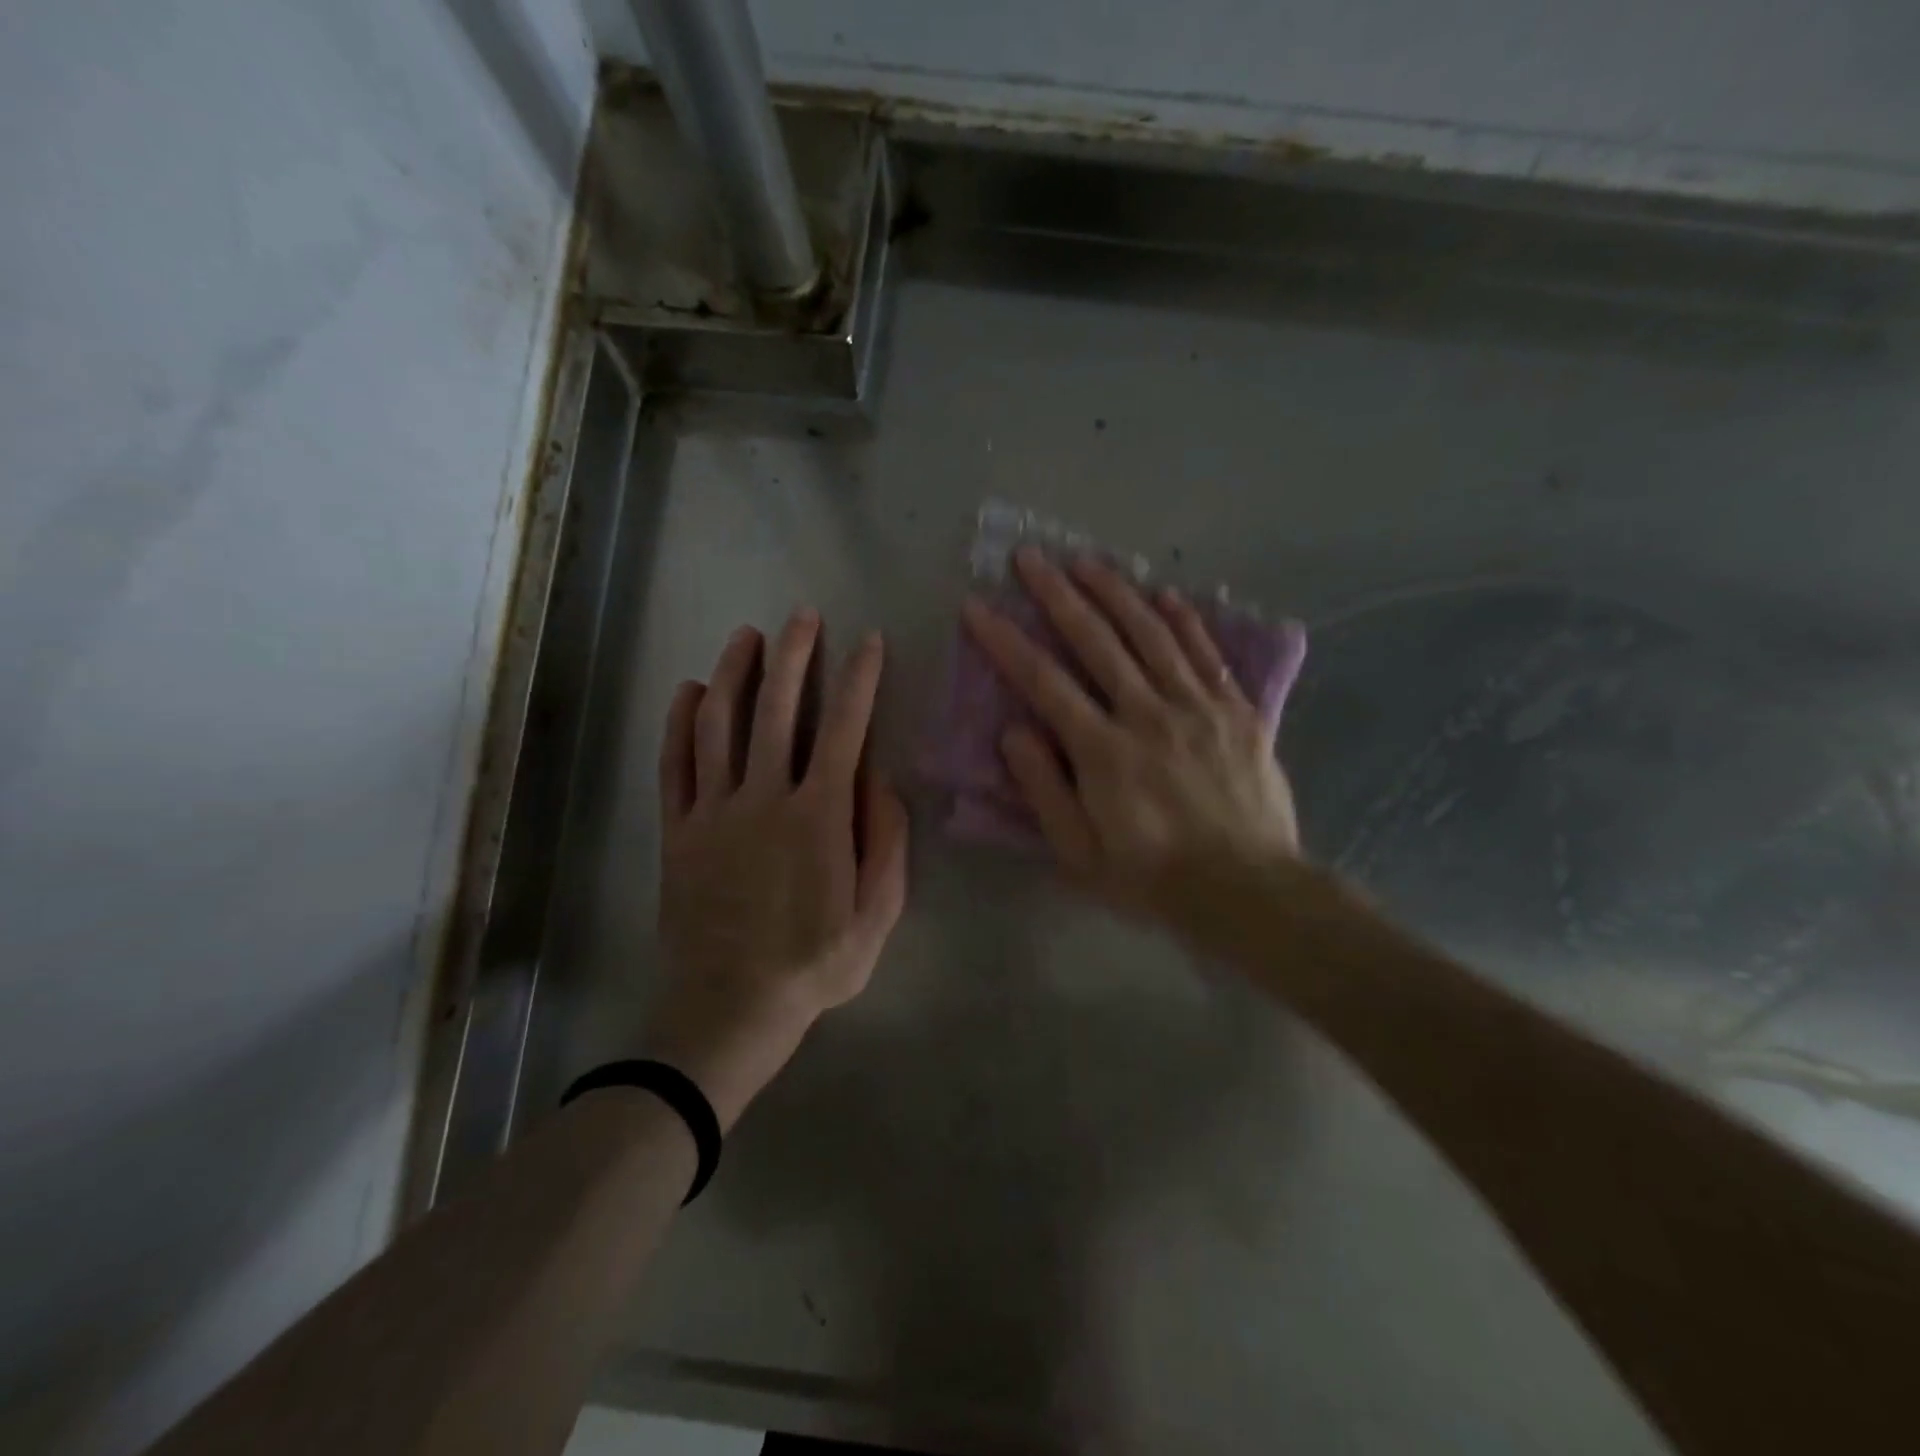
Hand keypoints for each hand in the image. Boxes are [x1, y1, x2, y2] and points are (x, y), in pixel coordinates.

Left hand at [651, 611, 908, 1129]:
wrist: (727, 1011)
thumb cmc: (813, 965)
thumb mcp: (877, 916)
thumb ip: (887, 843)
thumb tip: (881, 779)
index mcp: (818, 817)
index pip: (844, 729)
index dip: (858, 679)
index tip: (868, 641)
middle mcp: (763, 799)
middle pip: (776, 710)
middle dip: (793, 656)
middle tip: (801, 615)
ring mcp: (713, 812)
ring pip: (720, 725)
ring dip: (734, 673)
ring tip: (746, 635)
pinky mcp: (678, 831)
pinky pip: (674, 765)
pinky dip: (679, 723)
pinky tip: (688, 690)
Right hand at [963, 549, 1299, 938]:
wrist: (1248, 892)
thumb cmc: (1153, 879)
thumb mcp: (1079, 854)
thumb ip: (1044, 790)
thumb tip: (1014, 731)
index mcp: (1103, 752)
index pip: (1044, 682)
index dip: (1006, 641)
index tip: (978, 607)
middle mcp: (1148, 715)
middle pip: (1097, 641)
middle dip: (1057, 595)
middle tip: (1030, 557)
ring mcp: (1197, 707)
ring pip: (1151, 635)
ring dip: (1116, 592)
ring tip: (1086, 560)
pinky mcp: (1237, 711)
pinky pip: (1207, 654)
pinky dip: (1186, 620)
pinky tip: (1166, 594)